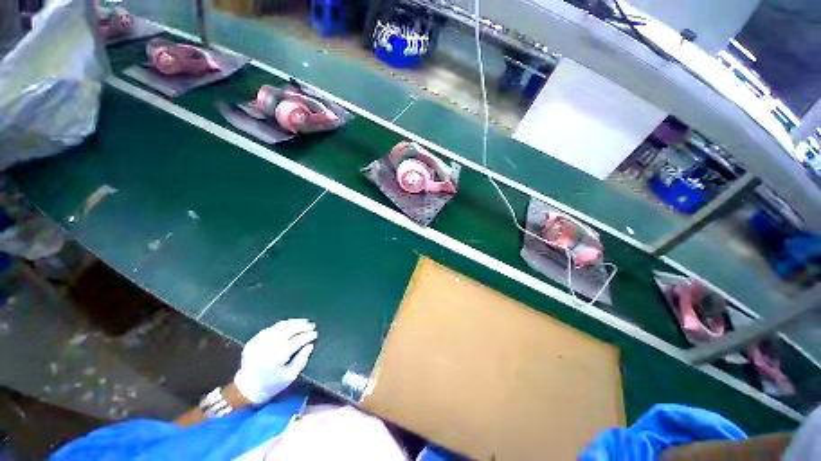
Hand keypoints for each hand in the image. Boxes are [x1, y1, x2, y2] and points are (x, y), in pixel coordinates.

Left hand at [233, 319, 316, 403]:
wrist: (245, 388)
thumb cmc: (271, 385)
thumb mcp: (290, 377)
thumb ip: (301, 360)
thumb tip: (310, 345)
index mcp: (278, 357)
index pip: (297, 340)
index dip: (308, 336)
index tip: (315, 334)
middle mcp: (268, 346)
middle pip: (290, 330)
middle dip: (303, 326)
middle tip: (312, 325)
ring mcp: (259, 341)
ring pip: (280, 326)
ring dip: (294, 322)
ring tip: (304, 322)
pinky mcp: (254, 340)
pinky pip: (271, 328)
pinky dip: (282, 325)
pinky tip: (289, 326)